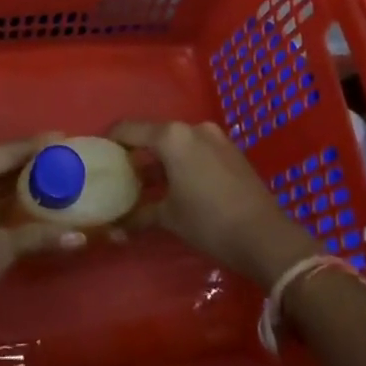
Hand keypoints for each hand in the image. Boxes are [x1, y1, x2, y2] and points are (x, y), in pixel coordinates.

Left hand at [0, 136, 80, 342]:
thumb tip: (79, 238)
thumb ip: (39, 235)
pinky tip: (11, 196)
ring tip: (41, 176)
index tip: (62, 139)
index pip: (8, 151)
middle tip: (55, 161)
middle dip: (22, 163)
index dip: (37, 146)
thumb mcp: (1, 250)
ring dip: (4, 179)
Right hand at [113, 119, 316, 289]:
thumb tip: (116, 227)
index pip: (130, 129)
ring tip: (148, 182)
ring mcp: (215, 137)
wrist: (267, 237)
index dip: (112, 138)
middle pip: (155, 134)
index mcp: (172, 137)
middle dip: (138, 152)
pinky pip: (196, 149)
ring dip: (162, 159)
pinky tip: (177, 185)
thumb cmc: (210, 223)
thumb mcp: (170, 218)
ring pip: (177, 142)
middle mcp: (192, 128)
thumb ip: (140, 214)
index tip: (99, 150)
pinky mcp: (231, 151)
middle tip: (122, 172)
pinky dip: (183, 161)